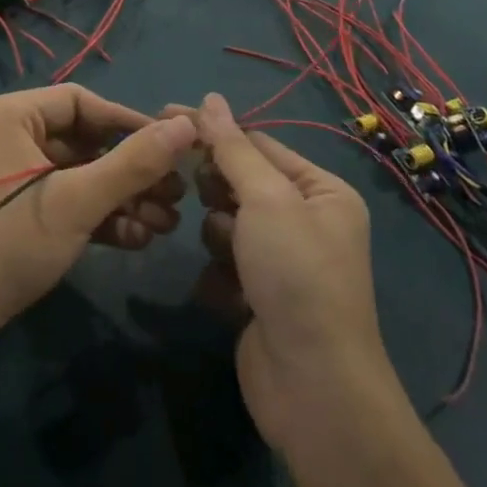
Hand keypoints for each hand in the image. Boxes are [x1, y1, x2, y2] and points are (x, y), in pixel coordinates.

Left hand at [0, 86, 195, 365]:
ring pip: (79, 176)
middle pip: (84, 141)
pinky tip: (137, 240)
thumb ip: (133, 163)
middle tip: (177, 194)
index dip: (130, 122)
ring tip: (166, 224)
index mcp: (11, 115)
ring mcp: (10, 180)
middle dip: (132, 170)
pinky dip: (98, 218)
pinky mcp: (13, 217)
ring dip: (122, 198)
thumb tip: (187, 125)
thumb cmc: (4, 245)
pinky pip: (65, 203)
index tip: (172, 147)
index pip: (82, 102)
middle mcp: (8, 137)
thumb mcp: (75, 201)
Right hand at [191, 93, 397, 449]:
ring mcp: (282, 263)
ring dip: (221, 237)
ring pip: (227, 224)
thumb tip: (210, 98)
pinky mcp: (259, 297)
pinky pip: (225, 264)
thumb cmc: (296, 275)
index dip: (213, 131)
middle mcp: (306, 221)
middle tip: (207, 199)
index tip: (165, 116)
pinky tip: (230, 295)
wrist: (312, 388)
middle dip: (219, 191)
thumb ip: (233, 148)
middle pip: (241, 183)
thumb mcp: (267, 198)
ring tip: (233, 260)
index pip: (258, 144)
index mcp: (321, 191)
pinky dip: (221, 275)